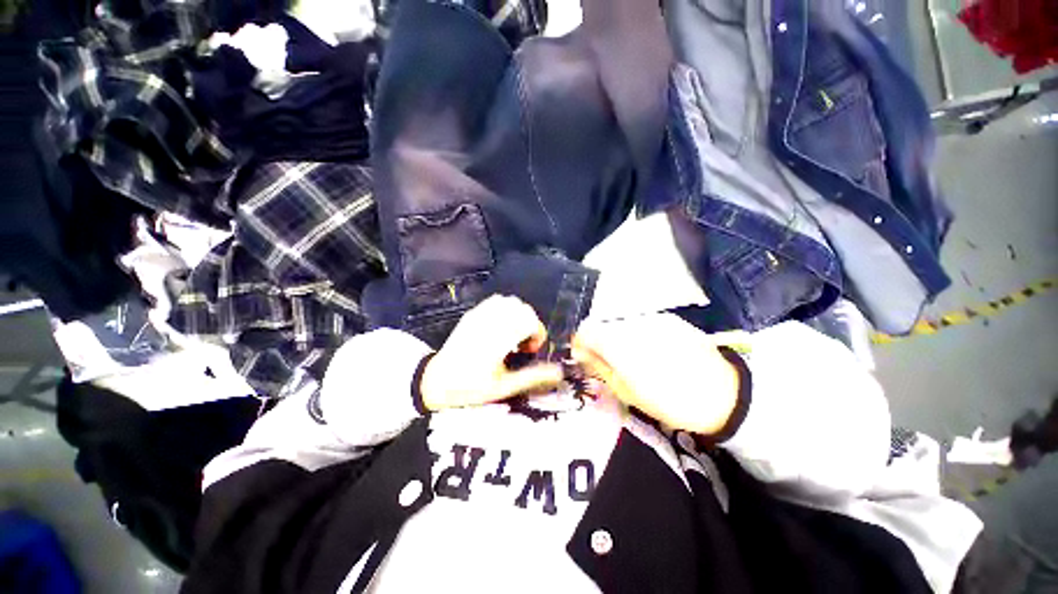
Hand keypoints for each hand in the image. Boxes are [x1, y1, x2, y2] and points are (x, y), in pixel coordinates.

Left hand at [420, 295, 563, 410]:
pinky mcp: (471, 314)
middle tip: (523, 342)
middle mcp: (488, 323)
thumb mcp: (503, 388)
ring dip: (517, 314)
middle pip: (520, 307)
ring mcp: (478, 316)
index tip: (530, 349)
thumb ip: (532, 377)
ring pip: (508, 301)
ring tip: (513, 334)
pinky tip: (501, 327)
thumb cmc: (470, 388)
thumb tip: (558, 371)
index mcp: (497, 341)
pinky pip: (495, 301)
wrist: (436, 380)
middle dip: (529, 322)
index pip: (527, 320)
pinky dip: (505, 309)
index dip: (537, 332)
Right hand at [572, 313, 741, 434]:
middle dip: (598, 342)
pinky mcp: (668, 319)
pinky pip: (641, 322)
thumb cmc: (670, 402)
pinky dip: (636, 334)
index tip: (583, 358)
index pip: (585, 332)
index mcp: (619, 345)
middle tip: (606, 362)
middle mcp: (632, 324)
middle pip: (602, 325)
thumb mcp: (628, 393)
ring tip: (631, 358)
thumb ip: (600, 368)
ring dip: (617, 337)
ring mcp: (652, 318)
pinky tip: (650, 351)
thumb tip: (581, 354)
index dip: (580, 344)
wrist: (724, 394)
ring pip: (621, 323)